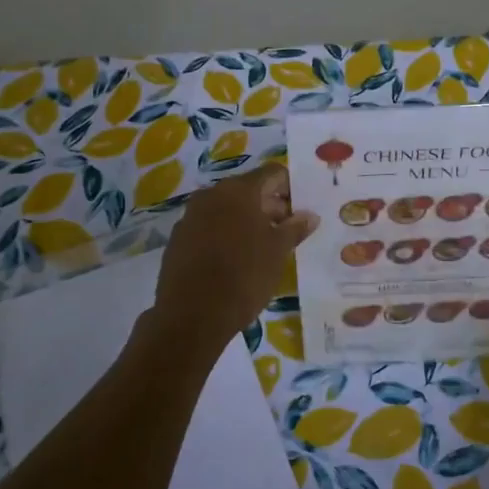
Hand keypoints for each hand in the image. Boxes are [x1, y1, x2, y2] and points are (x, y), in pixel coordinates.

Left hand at [153, 162, 318, 349]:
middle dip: (271, 206)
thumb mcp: (278, 252)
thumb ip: (295, 228)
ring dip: (247, 221)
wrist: (192, 315)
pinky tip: (235, 259)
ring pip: (227, 209)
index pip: (272, 173)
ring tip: (264, 248)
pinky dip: (226, 234)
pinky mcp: (178, 239)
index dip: (291, 188)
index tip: (302, 210)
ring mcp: (191, 216)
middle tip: (288, 231)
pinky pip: (209, 227)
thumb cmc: (244, 276)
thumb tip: (309, 215)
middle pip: (249, 190)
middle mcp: (211, 194)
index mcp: (239, 190)